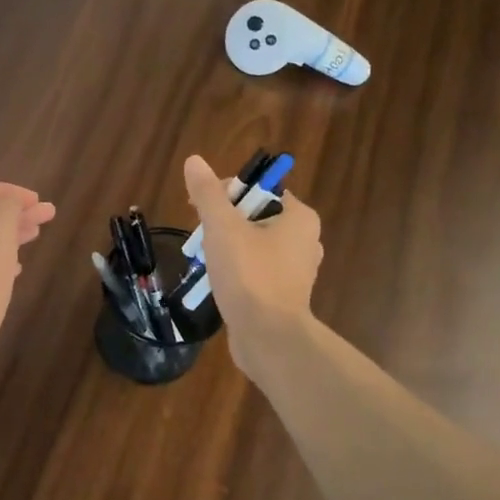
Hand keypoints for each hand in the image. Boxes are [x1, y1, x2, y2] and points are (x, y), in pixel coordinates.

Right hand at [182, 154, 322, 375]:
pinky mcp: (284, 295)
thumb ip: (208, 194)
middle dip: (224, 224)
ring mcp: (296, 270)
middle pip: (255, 217)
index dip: (227, 193)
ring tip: (205, 261)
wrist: (268, 338)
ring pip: (253, 246)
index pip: (260, 189)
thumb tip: (194, 161)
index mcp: (299, 218)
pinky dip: (236, 272)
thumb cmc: (249, 275)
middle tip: (201, 238)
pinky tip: (218, 283)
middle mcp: (305, 240)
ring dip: (227, 249)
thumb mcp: (222, 227)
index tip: (201, 209)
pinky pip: (256, 271)